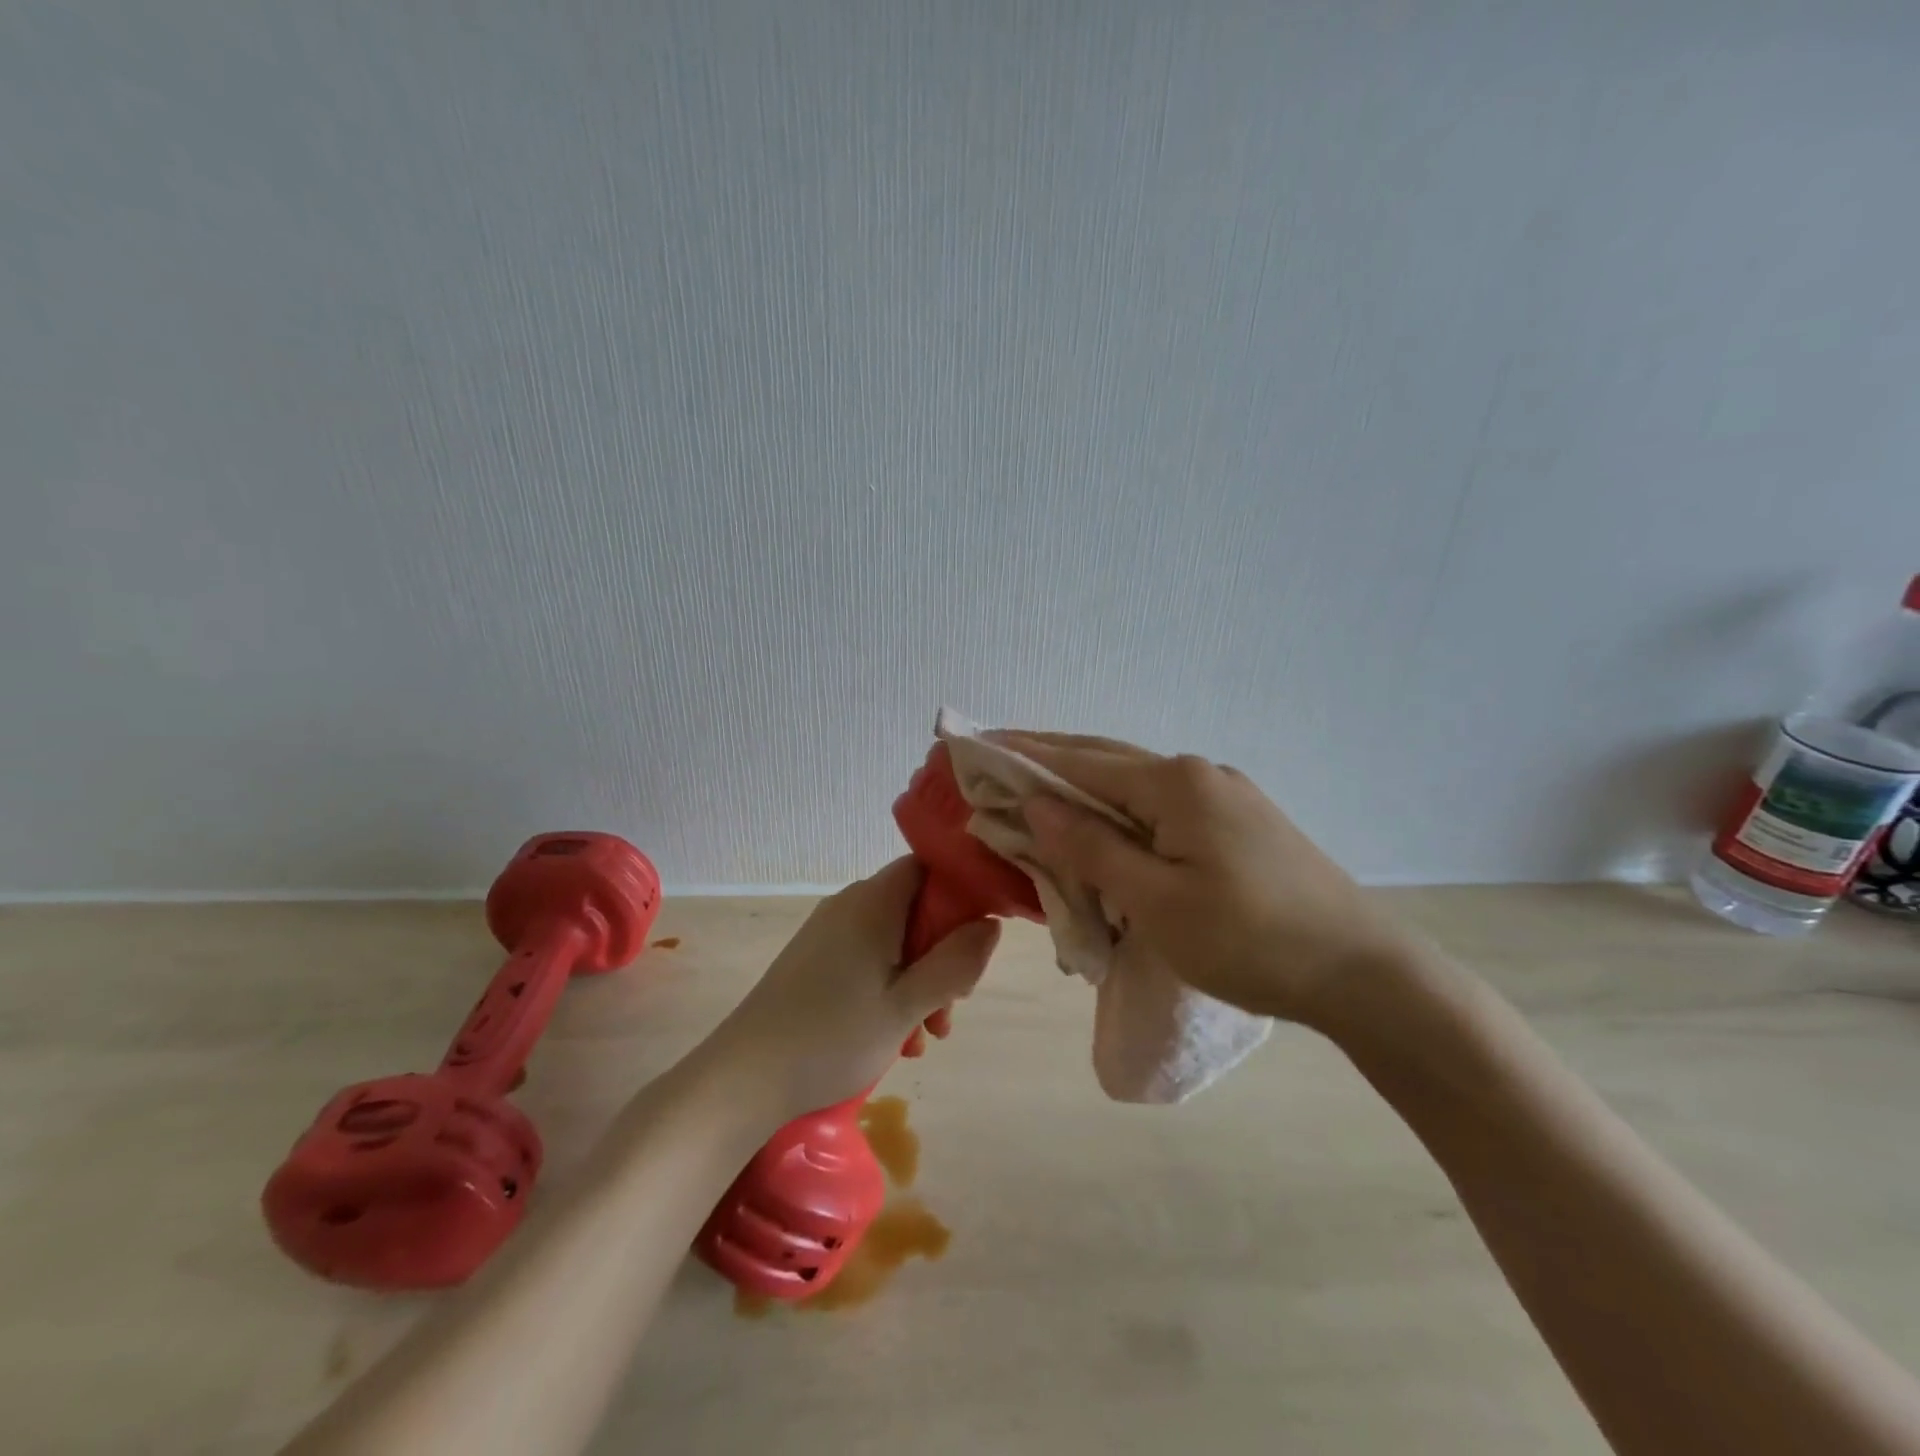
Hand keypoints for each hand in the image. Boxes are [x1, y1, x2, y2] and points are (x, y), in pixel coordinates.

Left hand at [704, 857, 1000, 1119]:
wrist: (744, 1077)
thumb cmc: (833, 1036)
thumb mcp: (907, 1005)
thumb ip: (956, 963)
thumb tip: (991, 925)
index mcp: (874, 902)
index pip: (929, 868)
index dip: (960, 896)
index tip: (973, 944)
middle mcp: (849, 905)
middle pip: (915, 908)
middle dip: (942, 955)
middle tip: (948, 1009)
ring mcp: (828, 932)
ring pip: (893, 940)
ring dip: (918, 980)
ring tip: (922, 1037)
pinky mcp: (813, 959)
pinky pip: (866, 958)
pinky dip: (889, 987)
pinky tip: (893, 1037)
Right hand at [1004, 732, 1413, 1026]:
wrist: (1362, 972)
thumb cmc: (1250, 940)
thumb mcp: (1157, 902)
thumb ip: (1092, 847)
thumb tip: (1038, 804)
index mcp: (1174, 784)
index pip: (1079, 761)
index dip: (1023, 756)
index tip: (975, 745)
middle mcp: (1197, 775)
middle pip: (1105, 760)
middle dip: (1048, 760)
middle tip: (996, 759)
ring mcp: (1223, 796)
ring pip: (1134, 786)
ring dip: (1083, 789)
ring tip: (1038, 795)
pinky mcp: (1238, 823)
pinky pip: (1160, 809)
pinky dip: (1118, 814)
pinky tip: (1105, 829)